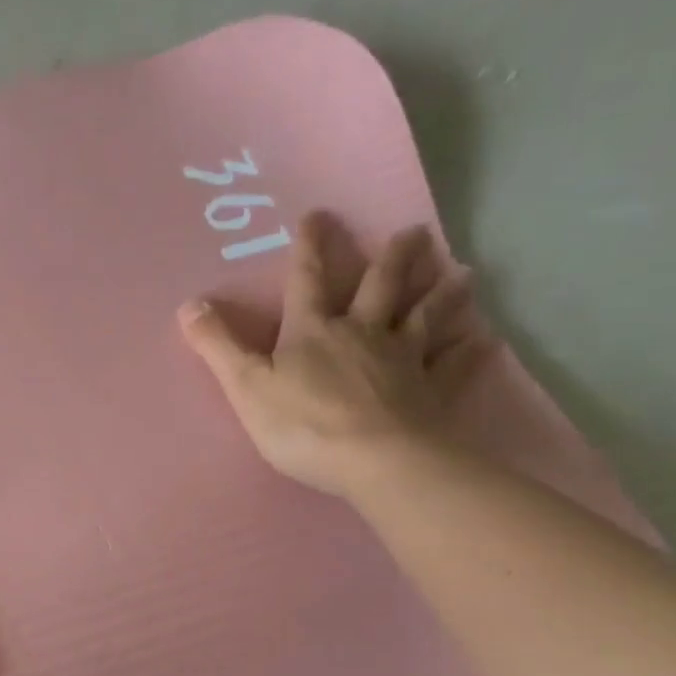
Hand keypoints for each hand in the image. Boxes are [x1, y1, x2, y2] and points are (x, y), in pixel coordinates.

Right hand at [178, 211, 495, 498]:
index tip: (319, 214)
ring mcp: (402, 362)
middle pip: (380, 288)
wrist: (375, 461)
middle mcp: (363, 335)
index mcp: (314, 332)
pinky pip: (453, 367)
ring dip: (442, 294)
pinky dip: (469, 352)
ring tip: (462, 271)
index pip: (308, 281)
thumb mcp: (245, 386)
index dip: (310, 248)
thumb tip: (189, 304)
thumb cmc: (302, 424)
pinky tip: (486, 340)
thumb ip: (218, 346)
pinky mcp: (430, 393)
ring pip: (426, 318)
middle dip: (392, 259)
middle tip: (413, 232)